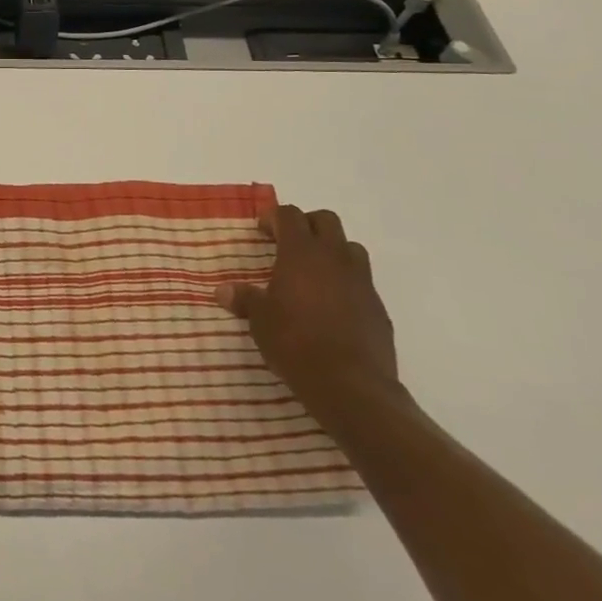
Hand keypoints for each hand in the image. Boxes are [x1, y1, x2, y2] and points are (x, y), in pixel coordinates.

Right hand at [217, 205, 401, 419]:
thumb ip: (244, 299)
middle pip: (326, 220)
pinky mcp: (378, 307)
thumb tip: (223, 291)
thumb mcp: (259, 321)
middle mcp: (334, 258)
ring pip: (349, 247)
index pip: (289, 215)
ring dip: (332, 251)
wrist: (351, 385)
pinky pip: (362, 281)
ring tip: (314, 273)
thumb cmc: (295, 342)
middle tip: (289, 245)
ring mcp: (361, 281)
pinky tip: (332, 306)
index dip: (274, 218)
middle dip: (306, 225)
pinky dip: (346, 282)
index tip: (262, 232)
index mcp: (301, 253)